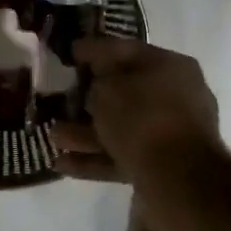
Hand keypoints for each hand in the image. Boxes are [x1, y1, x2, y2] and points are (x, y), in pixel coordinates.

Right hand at [52, 37, 225, 185]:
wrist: (178, 180)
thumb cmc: (142, 117)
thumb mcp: (108, 86)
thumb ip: (96, 77)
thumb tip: (93, 79)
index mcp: (170, 67)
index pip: (125, 50)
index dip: (93, 50)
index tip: (67, 54)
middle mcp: (174, 96)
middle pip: (123, 91)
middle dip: (87, 97)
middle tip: (58, 97)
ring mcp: (169, 134)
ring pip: (119, 126)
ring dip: (84, 131)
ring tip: (52, 135)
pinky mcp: (159, 166)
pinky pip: (120, 155)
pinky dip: (93, 158)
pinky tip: (62, 163)